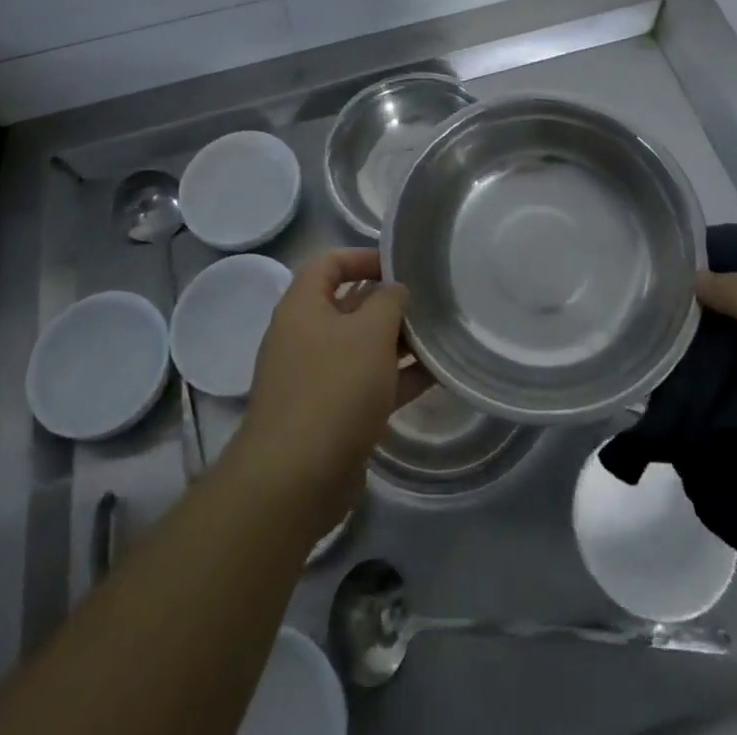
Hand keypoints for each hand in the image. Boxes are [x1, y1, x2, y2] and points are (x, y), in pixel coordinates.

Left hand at [233, 249, 429, 538]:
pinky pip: (369, 383)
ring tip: (441, 336)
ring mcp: (317, 377)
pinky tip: (437, 375)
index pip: (330, 263)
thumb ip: (389, 301)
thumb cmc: (333, 388)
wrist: (295, 480)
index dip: (363, 257)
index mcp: (303, 306)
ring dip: (399, 342)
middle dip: (390, 302)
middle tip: (431, 302)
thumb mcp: (370, 332)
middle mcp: (305, 336)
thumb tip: (396, 291)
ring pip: (363, 347)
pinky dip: (398, 377)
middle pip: (350, 305)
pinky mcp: (332, 414)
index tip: (401, 265)